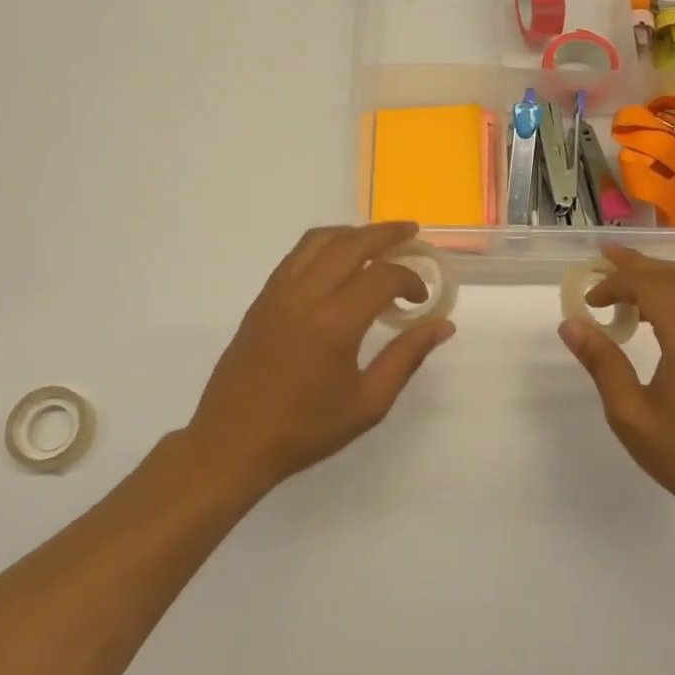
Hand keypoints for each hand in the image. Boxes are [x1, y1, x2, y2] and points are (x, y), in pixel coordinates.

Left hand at [185, 222, 454, 493]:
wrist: (233, 442)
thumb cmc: (305, 429)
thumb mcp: (368, 403)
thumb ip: (407, 357)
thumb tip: (442, 325)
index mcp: (334, 323)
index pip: (382, 277)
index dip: (410, 280)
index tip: (421, 299)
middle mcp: (305, 296)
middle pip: (351, 243)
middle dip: (386, 233)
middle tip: (412, 232)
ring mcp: (278, 293)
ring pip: (319, 240)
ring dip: (353, 233)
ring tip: (377, 239)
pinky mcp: (262, 299)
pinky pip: (296, 255)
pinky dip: (324, 246)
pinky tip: (338, 261)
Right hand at [559, 247, 674, 522]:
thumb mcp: (630, 413)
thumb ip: (602, 363)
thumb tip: (571, 324)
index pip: (651, 286)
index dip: (616, 283)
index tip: (590, 300)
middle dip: (638, 264)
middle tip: (605, 258)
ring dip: (662, 274)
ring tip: (630, 278)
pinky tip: (660, 312)